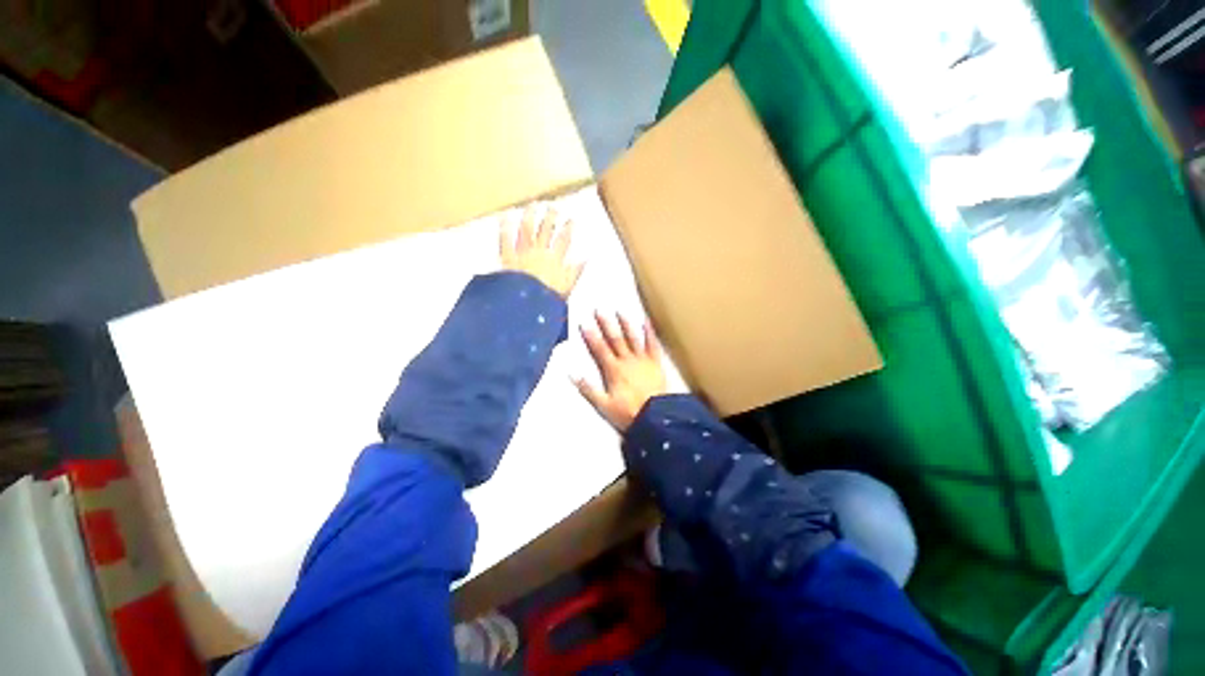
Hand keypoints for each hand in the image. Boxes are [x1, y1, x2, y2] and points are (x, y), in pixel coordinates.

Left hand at [500, 205, 584, 298]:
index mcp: (554, 259)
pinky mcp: (507, 257)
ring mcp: (522, 252)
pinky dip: (504, 228)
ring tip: (533, 205)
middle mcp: (539, 252)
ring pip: (527, 229)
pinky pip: (505, 240)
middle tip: (554, 207)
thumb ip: (575, 271)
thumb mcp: (567, 287)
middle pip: (546, 230)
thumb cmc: (547, 298)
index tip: (572, 220)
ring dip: (530, 215)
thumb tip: (586, 259)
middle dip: (551, 217)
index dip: (568, 228)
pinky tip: (505, 216)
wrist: (527, 304)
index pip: (563, 239)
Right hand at [575, 312, 667, 431]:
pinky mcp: (656, 363)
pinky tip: (647, 322)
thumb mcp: (603, 405)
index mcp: (613, 369)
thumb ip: (587, 388)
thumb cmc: (627, 412)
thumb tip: (571, 373)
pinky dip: (650, 333)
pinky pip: (653, 345)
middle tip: (599, 310)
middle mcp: (627, 360)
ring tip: (620, 311)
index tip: (584, 323)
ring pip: (633, 338)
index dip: (591, 336)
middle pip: (614, 339)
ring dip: (626, 324)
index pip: (599, 349)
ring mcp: (643, 360)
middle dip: (605, 324)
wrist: (655, 418)